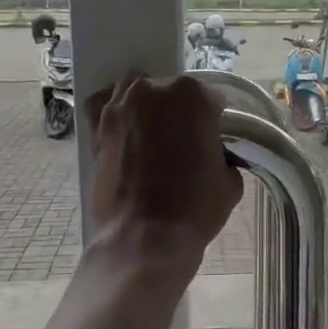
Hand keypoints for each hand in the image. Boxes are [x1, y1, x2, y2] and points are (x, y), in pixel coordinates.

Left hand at [86, 72, 242, 279]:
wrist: (144, 238)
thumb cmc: (194, 209)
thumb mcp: (230, 181)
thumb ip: (223, 155)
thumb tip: (213, 156)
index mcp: (194, 96)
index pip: (212, 100)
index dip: (214, 123)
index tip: (212, 143)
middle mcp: (155, 90)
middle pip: (173, 92)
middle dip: (180, 113)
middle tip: (184, 145)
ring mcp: (121, 106)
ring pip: (137, 90)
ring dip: (148, 106)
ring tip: (154, 134)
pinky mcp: (97, 128)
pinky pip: (104, 106)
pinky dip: (116, 112)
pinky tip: (125, 129)